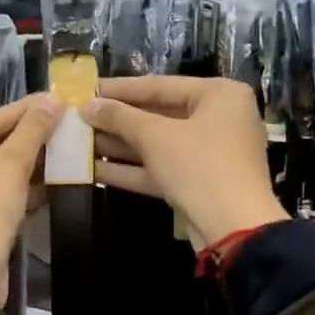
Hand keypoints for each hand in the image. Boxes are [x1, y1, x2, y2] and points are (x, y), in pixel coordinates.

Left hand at [0, 94, 62, 304]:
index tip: (53, 97)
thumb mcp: (9, 169)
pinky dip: (19, 187)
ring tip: (61, 146)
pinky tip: (50, 179)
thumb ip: (30, 132)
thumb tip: (52, 99)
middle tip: (60, 120)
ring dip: (26, 163)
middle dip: (26, 138)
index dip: (22, 111)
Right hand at [81, 77, 286, 245]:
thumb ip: (119, 117)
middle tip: (80, 119)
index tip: (87, 89)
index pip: (160, 85)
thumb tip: (87, 106)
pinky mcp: (199, 183)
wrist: (234, 228)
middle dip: (117, 121)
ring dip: (120, 146)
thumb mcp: (155, 136)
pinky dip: (132, 169)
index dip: (120, 89)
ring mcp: (210, 154)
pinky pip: (162, 168)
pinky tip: (95, 170)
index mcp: (219, 95)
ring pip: (158, 144)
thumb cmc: (199, 165)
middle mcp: (219, 119)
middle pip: (159, 115)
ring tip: (80, 143)